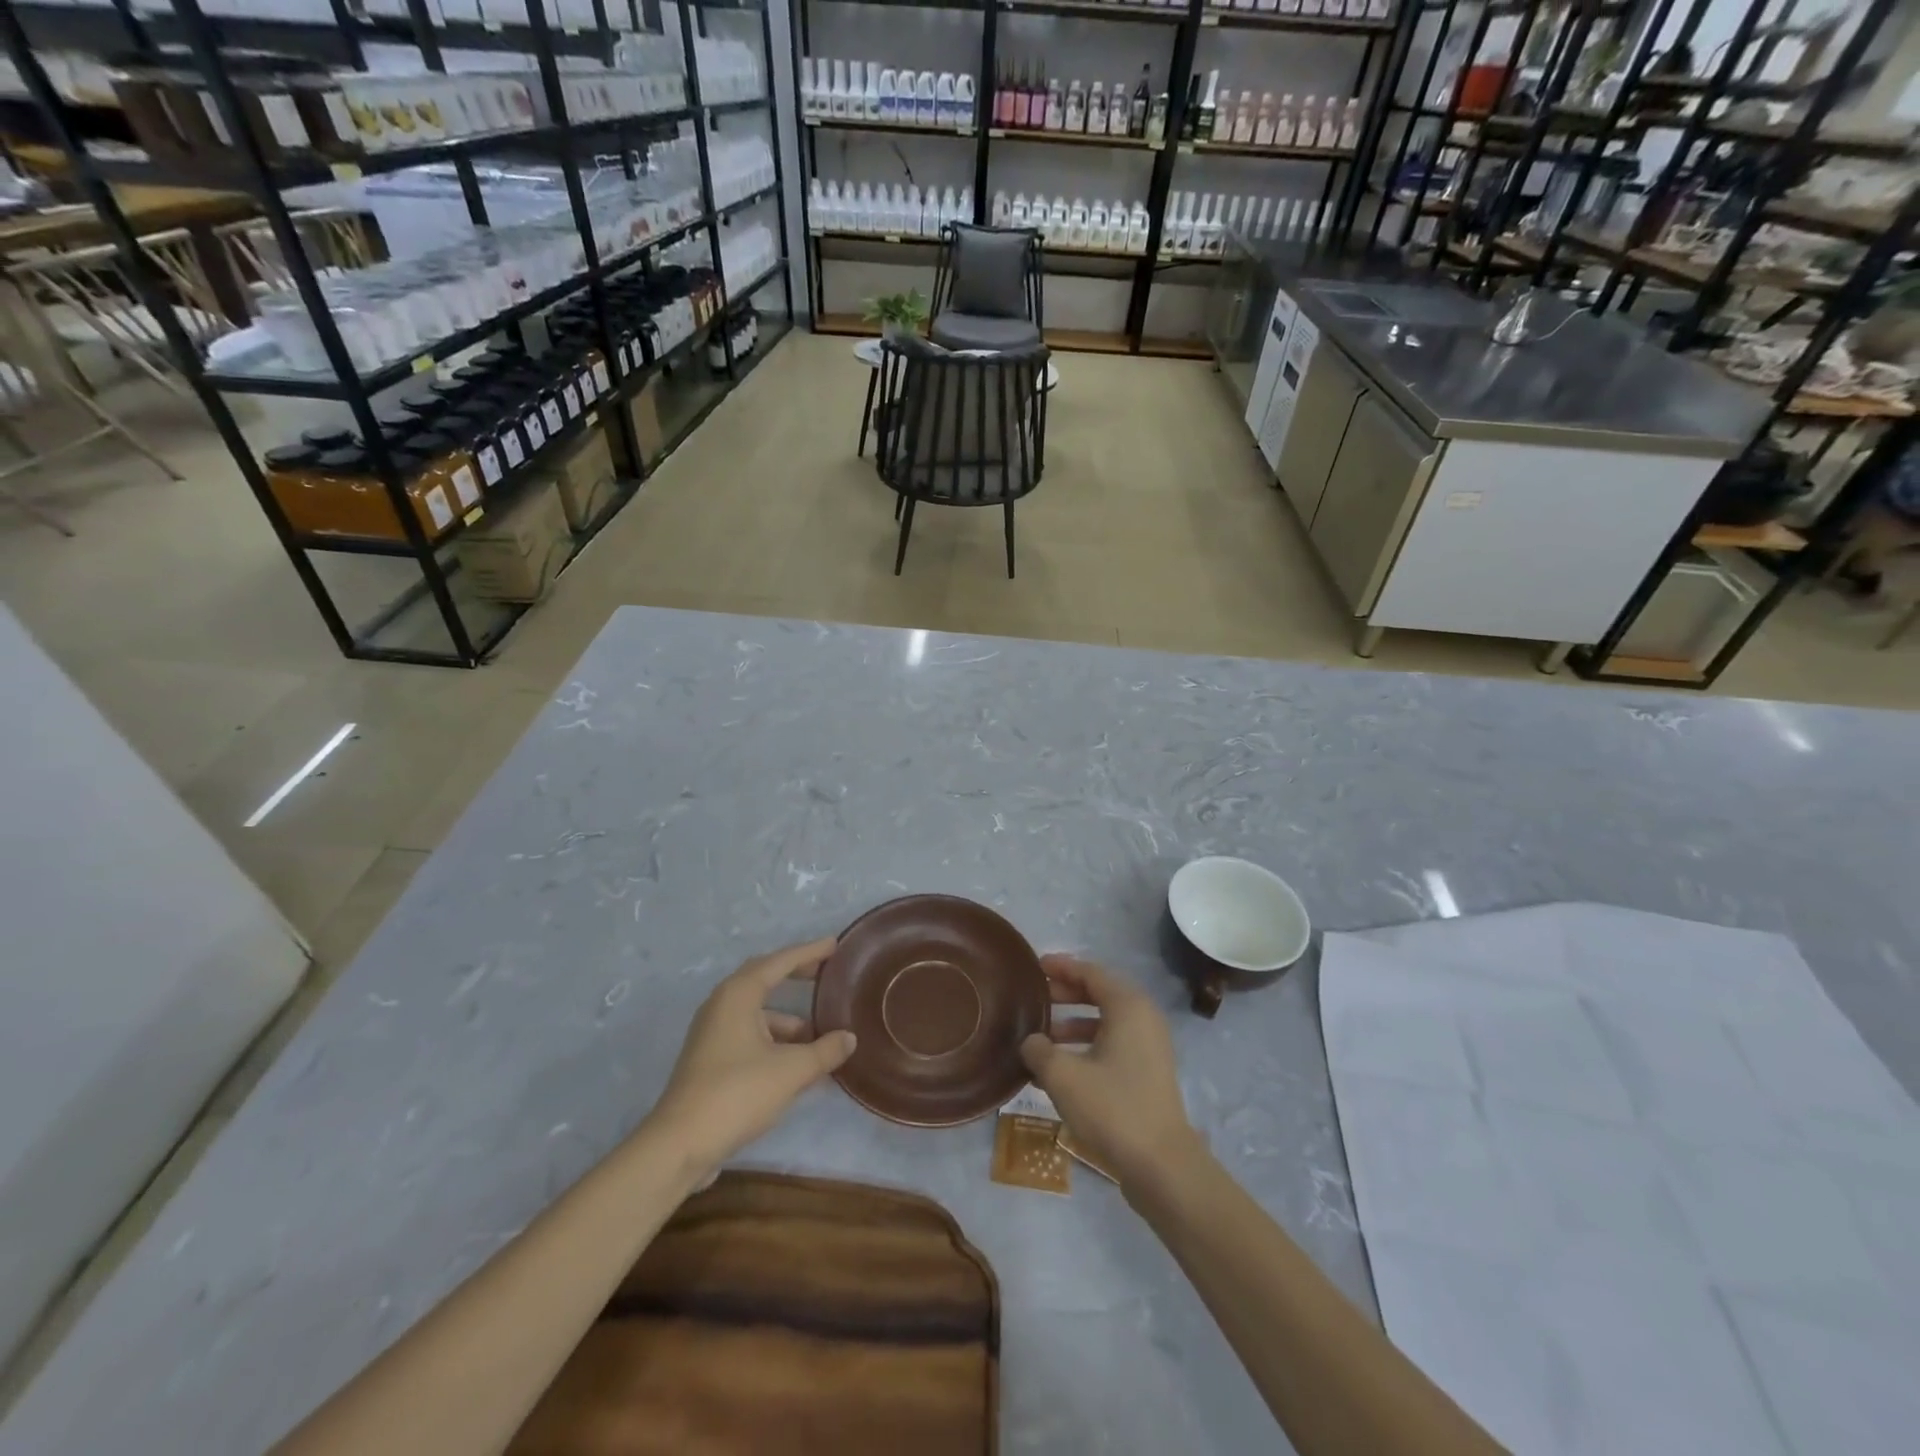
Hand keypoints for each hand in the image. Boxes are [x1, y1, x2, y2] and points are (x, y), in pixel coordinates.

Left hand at [648, 938, 855, 1178]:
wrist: (679, 1145)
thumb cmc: (737, 1093)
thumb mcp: (791, 1071)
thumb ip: (825, 1051)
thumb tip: (849, 1038)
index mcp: (738, 995)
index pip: (779, 962)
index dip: (809, 952)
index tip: (834, 945)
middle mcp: (722, 1005)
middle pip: (764, 979)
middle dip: (795, 976)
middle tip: (825, 975)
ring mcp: (712, 1033)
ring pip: (757, 1012)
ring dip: (787, 1018)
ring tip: (820, 1033)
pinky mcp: (710, 1059)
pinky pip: (749, 1034)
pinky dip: (774, 1038)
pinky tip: (795, 1060)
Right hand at [1022, 954, 1198, 1191]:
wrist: (1162, 1165)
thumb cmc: (1112, 1108)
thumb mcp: (1063, 1076)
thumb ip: (1039, 1050)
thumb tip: (1030, 1041)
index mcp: (1128, 1006)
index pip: (1091, 972)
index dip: (1061, 967)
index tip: (1035, 967)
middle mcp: (1143, 1018)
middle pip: (1100, 994)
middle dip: (1066, 994)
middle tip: (1035, 999)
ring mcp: (1150, 1047)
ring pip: (1106, 1022)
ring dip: (1073, 1024)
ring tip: (1041, 1037)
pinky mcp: (1148, 1073)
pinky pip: (1113, 1045)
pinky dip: (1087, 1047)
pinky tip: (1059, 1069)